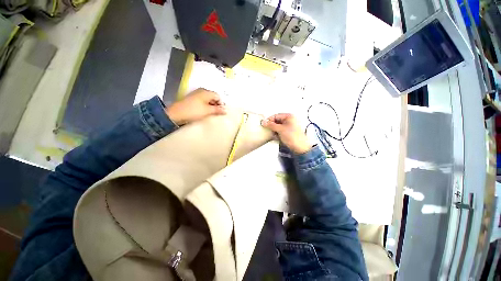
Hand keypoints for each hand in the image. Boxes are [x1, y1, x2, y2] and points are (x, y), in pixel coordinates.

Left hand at [165, 88, 225, 124]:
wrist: (176, 114)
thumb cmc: (194, 111)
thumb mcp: (207, 111)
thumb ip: (217, 110)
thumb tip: (225, 110)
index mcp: (206, 92)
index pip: (218, 96)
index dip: (221, 104)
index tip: (222, 112)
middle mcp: (201, 91)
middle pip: (213, 97)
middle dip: (217, 105)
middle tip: (218, 113)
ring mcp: (196, 94)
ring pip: (208, 99)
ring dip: (211, 106)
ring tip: (212, 114)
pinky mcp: (192, 99)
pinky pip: (203, 101)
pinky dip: (206, 106)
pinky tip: (206, 112)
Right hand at [261, 113, 311, 153]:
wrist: (300, 147)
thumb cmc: (293, 136)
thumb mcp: (280, 129)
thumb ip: (271, 125)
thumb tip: (263, 122)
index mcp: (289, 116)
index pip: (276, 116)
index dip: (269, 120)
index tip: (264, 124)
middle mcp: (289, 120)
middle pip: (276, 121)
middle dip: (271, 126)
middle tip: (267, 130)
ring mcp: (288, 127)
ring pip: (277, 127)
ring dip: (273, 130)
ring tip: (271, 134)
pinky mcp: (288, 133)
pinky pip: (280, 131)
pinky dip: (276, 134)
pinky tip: (275, 137)